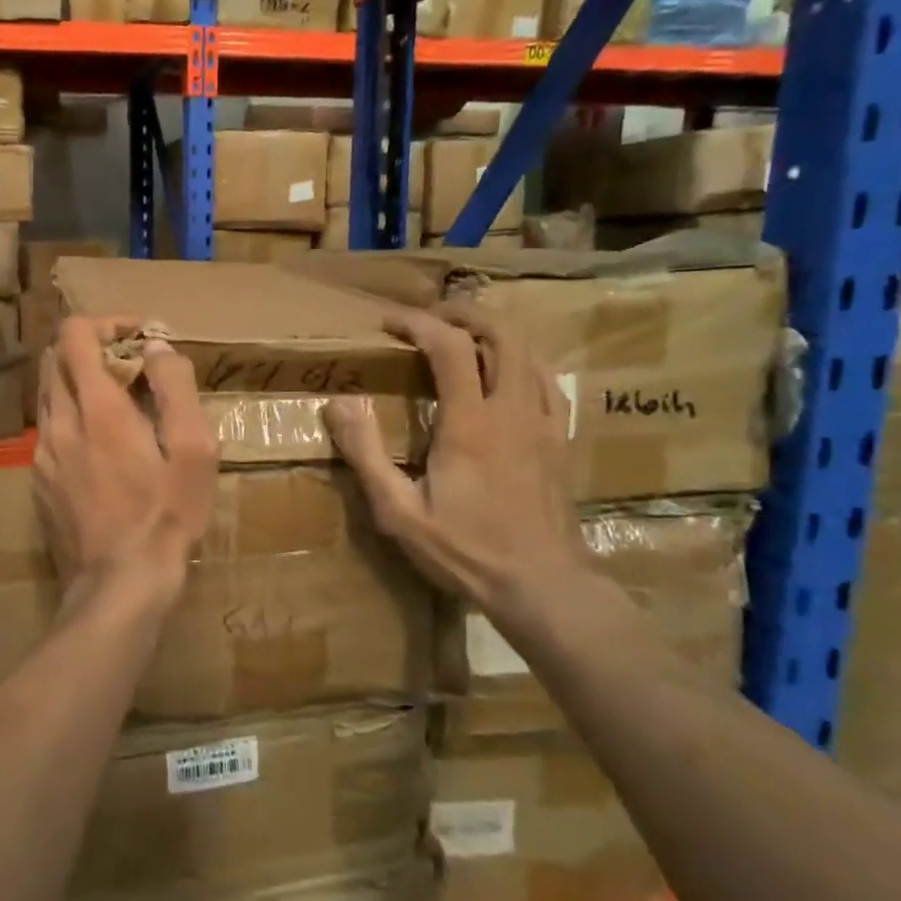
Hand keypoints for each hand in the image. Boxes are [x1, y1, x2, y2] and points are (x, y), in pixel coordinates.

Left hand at [33, 316, 218, 590]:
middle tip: (131, 369)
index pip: (75, 335)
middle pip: (54, 359)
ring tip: (120, 406)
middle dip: (91, 349)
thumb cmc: (166, 516)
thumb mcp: (193, 450)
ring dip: (79, 384)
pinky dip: (72, 418)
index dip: (106, 322)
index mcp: (97, 408)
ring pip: (48, 395)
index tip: (139, 337)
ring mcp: (42, 455)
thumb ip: (175, 388)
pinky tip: (102, 449)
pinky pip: (49, 431)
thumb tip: (156, 347)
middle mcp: (59, 422)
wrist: (119, 585)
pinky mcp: (38, 482)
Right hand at [324, 302, 583, 613]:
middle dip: (462, 314)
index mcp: (469, 423)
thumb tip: (338, 403)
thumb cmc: (465, 550)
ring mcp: (544, 423)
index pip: (449, 346)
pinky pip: (548, 380)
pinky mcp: (561, 439)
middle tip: (428, 320)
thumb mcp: (398, 511)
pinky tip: (505, 374)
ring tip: (461, 338)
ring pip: (529, 351)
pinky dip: (523, 361)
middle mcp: (511, 410)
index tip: (388, 323)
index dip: (418, 323)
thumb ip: (366, 454)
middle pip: (501, 333)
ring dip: (493, 333)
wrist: (543, 586)